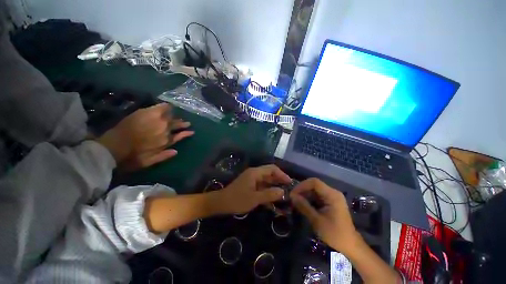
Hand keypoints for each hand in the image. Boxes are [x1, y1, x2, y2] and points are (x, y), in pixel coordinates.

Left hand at [96, 103, 193, 168]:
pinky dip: (166, 107)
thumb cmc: (131, 157)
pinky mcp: (148, 113)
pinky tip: (168, 106)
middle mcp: (165, 130)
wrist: (113, 147)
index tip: (190, 132)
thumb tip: (176, 151)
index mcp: (166, 141)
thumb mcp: (149, 162)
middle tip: (186, 122)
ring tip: (178, 116)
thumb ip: (164, 156)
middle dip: (182, 124)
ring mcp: (157, 120)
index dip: (186, 134)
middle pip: (176, 125)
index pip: (180, 135)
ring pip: (171, 117)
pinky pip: (162, 107)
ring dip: (175, 116)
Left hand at [216, 165, 291, 213]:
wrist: (221, 203)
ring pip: (266, 181)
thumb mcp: (254, 198)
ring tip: (283, 194)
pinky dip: (267, 191)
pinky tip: (273, 199)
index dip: (282, 174)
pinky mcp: (250, 185)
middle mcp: (254, 174)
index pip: (272, 169)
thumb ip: (269, 194)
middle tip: (288, 189)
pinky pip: (262, 186)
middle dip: (279, 180)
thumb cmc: (237, 199)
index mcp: (255, 173)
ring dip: (274, 186)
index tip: (289, 183)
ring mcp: (252, 179)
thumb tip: (283, 192)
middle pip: (270, 174)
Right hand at [290, 178, 359, 253]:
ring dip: (305, 195)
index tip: (293, 194)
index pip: (314, 182)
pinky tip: (303, 205)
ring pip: (314, 190)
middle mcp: (333, 192)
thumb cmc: (335, 234)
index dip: (302, 186)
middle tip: (293, 198)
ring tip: (296, 202)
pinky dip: (309, 199)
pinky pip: (317, 196)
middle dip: (302, 190)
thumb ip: (304, 206)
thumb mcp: (317, 221)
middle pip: (314, 185)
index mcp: (332, 195)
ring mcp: (332, 197)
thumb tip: (292, 196)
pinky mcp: (331, 202)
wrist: (350, 245)